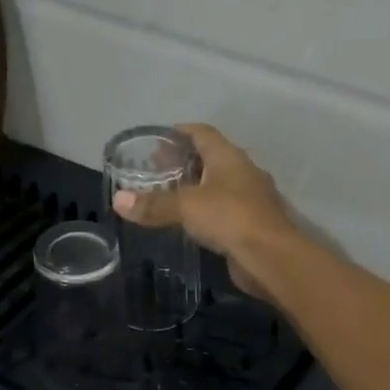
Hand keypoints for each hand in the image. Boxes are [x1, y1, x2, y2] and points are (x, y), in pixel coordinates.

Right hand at [111, 123, 297, 298]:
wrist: (270, 257)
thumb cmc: (229, 217)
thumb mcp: (186, 207)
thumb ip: (153, 204)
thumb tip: (118, 200)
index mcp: (229, 157)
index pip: (202, 133)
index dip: (180, 132)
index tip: (158, 140)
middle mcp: (243, 172)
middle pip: (211, 158)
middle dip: (184, 162)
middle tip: (156, 171)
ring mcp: (251, 198)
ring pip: (218, 185)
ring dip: (196, 188)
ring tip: (168, 197)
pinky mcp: (252, 224)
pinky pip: (224, 210)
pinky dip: (206, 211)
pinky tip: (190, 222)